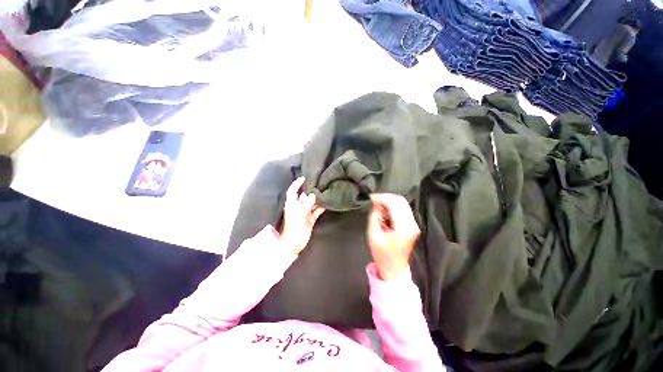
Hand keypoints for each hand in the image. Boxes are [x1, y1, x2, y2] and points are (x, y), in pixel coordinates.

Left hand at [279, 177, 325, 254]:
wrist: (294, 243)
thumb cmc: (293, 227)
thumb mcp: (299, 213)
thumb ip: (307, 203)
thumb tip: (313, 195)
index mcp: (292, 204)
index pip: (293, 191)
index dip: (297, 184)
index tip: (304, 177)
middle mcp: (298, 206)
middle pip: (305, 195)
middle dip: (311, 190)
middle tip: (320, 183)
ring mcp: (305, 212)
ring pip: (312, 202)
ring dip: (318, 199)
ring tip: (326, 191)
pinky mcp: (311, 218)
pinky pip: (317, 210)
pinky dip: (322, 207)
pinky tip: (328, 202)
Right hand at [367, 193, 419, 280]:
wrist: (393, 268)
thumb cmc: (382, 254)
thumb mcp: (373, 234)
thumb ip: (375, 216)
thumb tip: (376, 203)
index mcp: (403, 228)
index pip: (394, 204)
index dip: (382, 198)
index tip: (371, 198)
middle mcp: (412, 224)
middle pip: (401, 201)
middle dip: (386, 197)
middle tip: (374, 201)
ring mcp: (414, 224)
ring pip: (403, 203)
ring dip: (389, 201)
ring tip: (378, 206)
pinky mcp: (412, 225)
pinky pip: (403, 209)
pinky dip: (393, 206)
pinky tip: (384, 211)